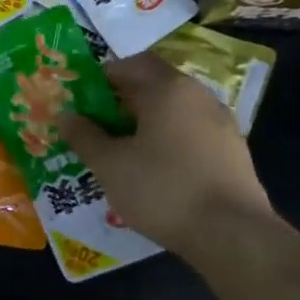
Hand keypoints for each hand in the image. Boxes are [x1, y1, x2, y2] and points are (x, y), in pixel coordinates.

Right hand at [58, 53, 270, 255]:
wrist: (233, 235)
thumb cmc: (163, 189)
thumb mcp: (109, 164)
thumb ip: (84, 136)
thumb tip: (66, 116)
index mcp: (169, 89)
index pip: (132, 64)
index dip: (103, 77)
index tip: (82, 98)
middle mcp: (199, 97)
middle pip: (154, 86)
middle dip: (121, 102)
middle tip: (95, 126)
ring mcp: (222, 125)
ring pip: (174, 112)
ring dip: (145, 123)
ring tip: (121, 151)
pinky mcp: (233, 153)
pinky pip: (191, 134)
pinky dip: (168, 141)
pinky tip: (153, 171)